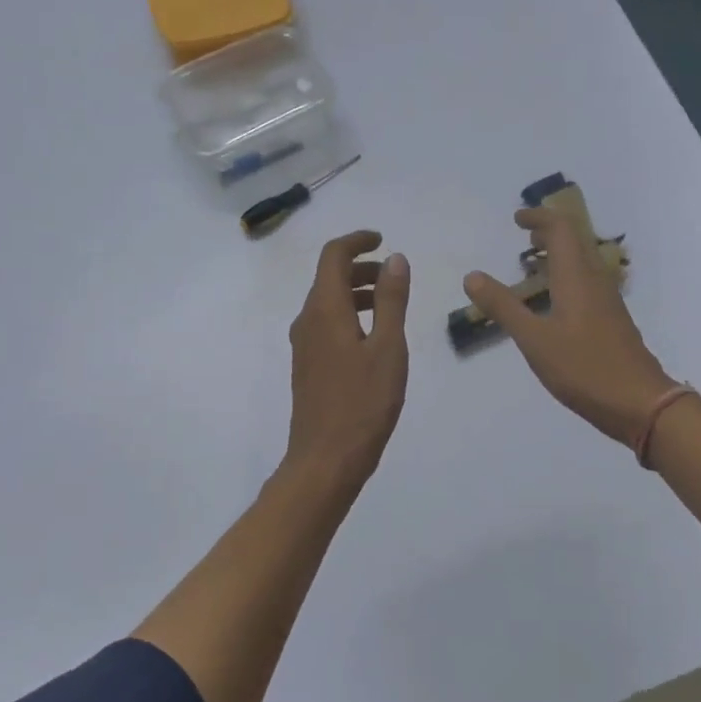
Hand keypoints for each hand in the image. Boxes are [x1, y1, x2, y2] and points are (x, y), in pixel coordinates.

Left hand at [283, 230, 410, 493]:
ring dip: (357, 293)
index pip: (333, 256)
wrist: (325, 461)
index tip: (383, 240)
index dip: (357, 241)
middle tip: (395, 276)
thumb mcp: (388, 348)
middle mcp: (307, 320)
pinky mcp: (308, 366)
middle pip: (329, 278)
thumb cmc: (363, 403)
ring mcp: (304, 345)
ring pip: (328, 302)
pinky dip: (351, 315)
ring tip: (391, 305)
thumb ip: (392, 300)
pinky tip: (375, 338)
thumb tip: (396, 259)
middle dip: (362, 268)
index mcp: (324, 310)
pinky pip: (327, 324)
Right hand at [464, 208, 676, 444]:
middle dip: (549, 232)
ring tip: (532, 264)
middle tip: (524, 236)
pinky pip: (587, 283)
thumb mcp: (535, 340)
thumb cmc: (585, 368)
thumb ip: (504, 307)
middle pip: (576, 241)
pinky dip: (566, 277)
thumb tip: (472, 276)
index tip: (517, 219)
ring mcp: (608, 301)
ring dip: (559, 254)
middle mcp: (595, 281)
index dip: (539, 218)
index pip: (561, 229)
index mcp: (577, 277)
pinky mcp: (612, 320)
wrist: (640, 403)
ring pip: (583, 263)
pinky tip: (553, 302)